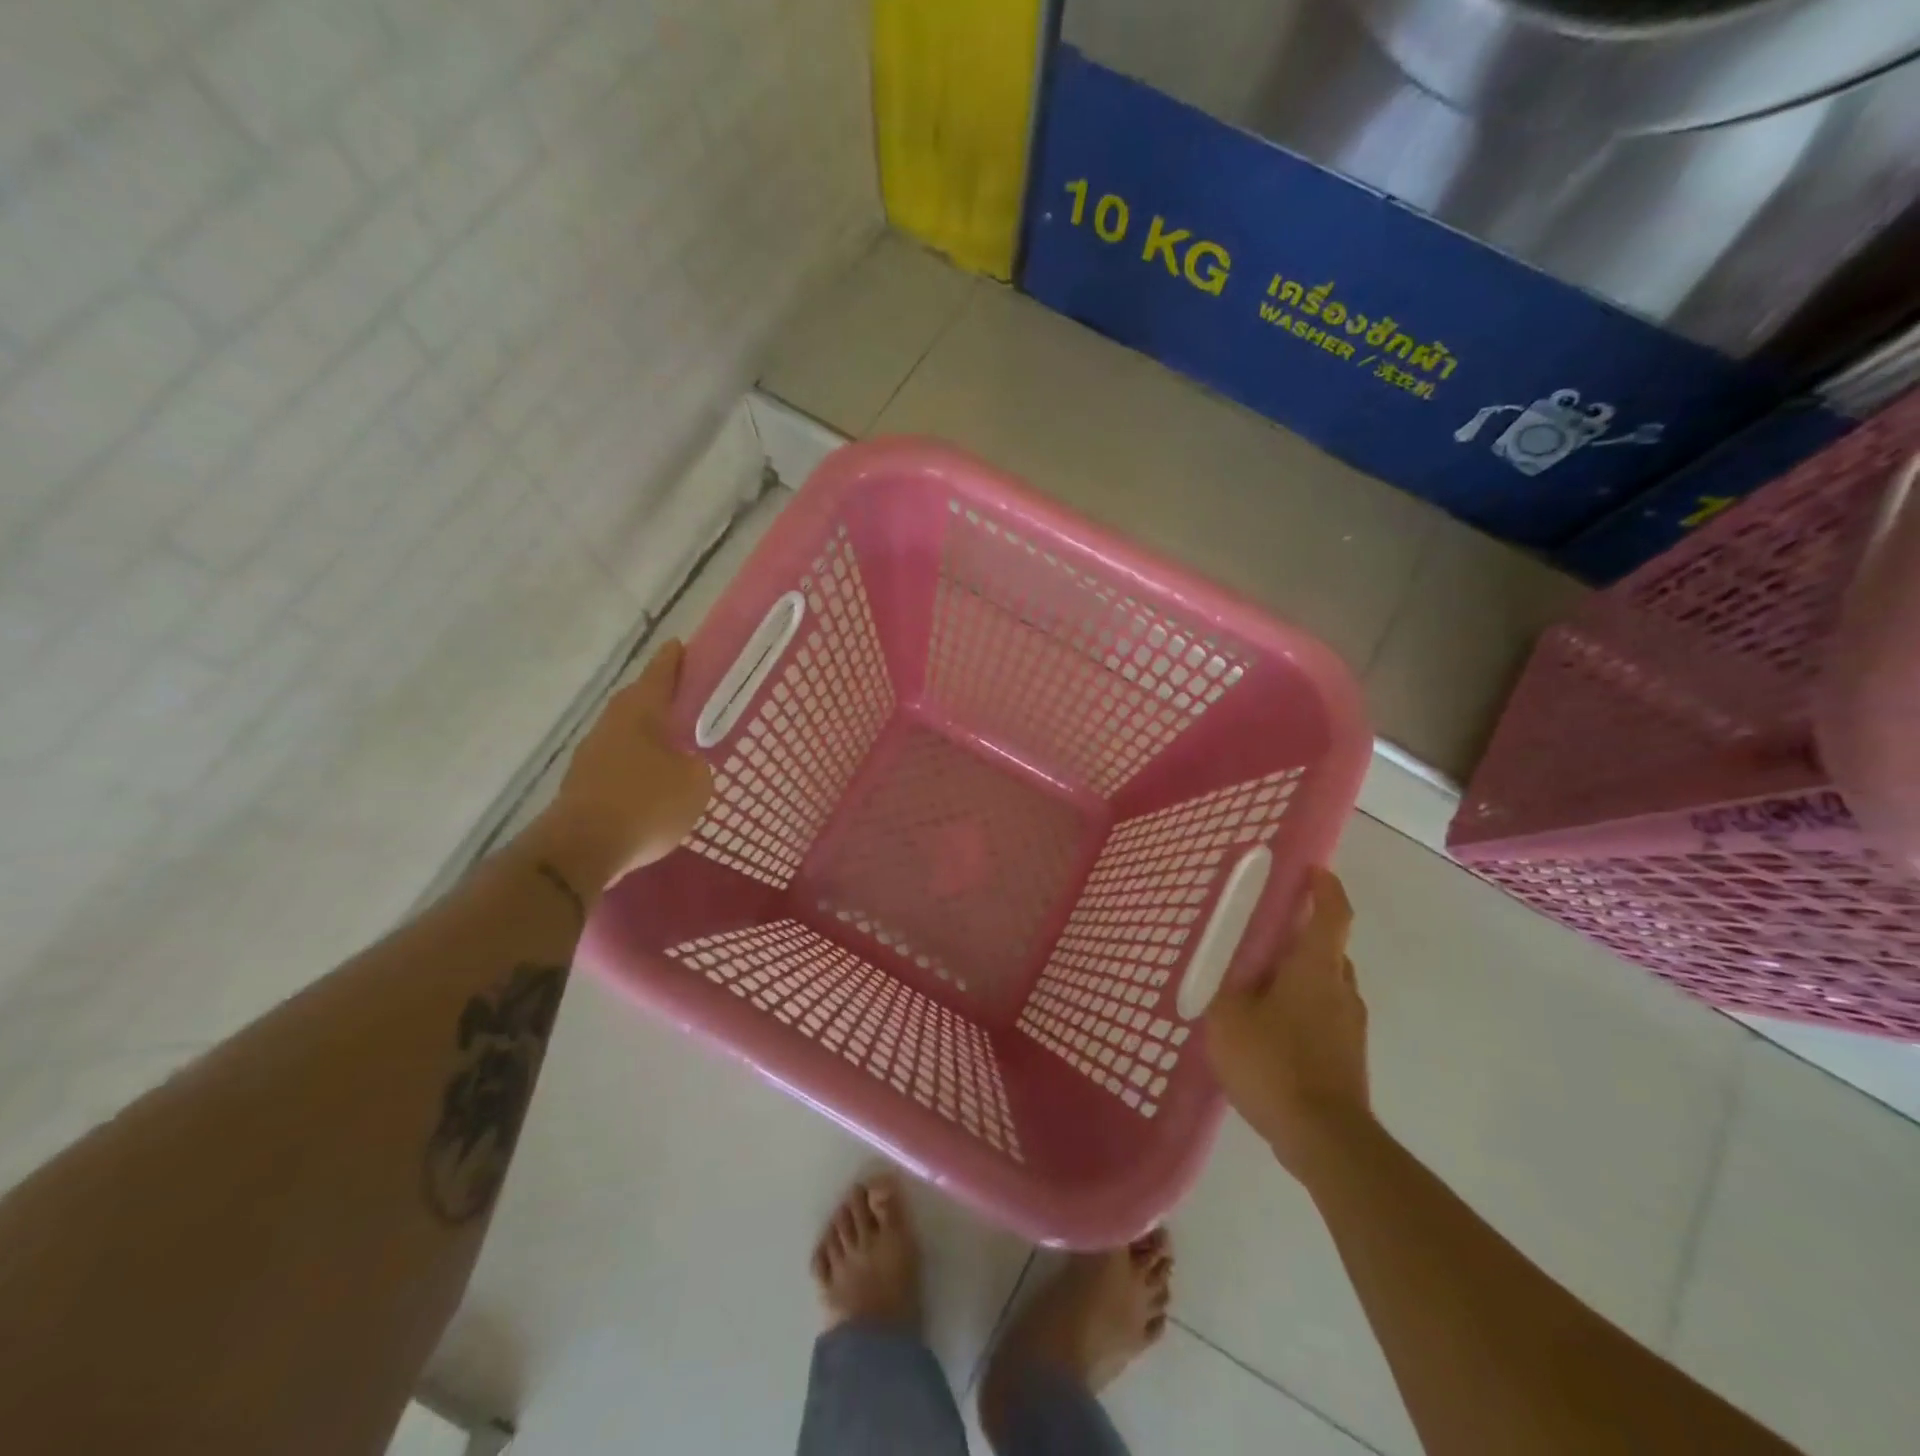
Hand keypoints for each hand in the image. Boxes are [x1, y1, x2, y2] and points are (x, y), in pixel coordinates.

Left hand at [528, 640, 713, 890]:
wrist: (582, 848)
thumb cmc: (646, 803)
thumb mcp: (695, 784)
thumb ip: (697, 766)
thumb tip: (686, 765)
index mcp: (640, 711)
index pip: (660, 673)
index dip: (674, 660)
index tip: (681, 646)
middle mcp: (611, 723)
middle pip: (639, 702)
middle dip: (660, 700)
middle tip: (686, 702)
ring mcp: (591, 754)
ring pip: (626, 735)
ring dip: (647, 738)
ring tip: (674, 748)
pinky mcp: (582, 784)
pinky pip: (617, 765)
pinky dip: (635, 768)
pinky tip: (652, 785)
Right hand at [1205, 867, 1371, 1180]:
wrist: (1324, 1139)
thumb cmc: (1274, 1063)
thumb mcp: (1228, 1018)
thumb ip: (1226, 988)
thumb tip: (1233, 973)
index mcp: (1316, 968)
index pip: (1333, 914)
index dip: (1326, 888)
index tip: (1314, 870)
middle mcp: (1342, 989)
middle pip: (1328, 948)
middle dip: (1301, 935)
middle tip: (1263, 935)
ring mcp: (1351, 1025)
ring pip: (1326, 983)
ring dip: (1299, 975)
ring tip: (1259, 986)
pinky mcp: (1350, 1056)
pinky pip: (1324, 1014)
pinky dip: (1302, 1007)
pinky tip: (1270, 1028)